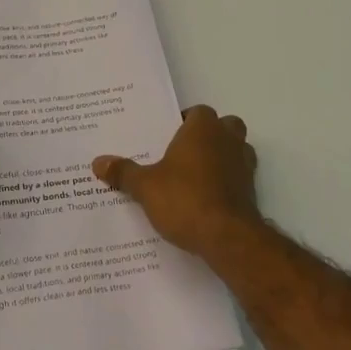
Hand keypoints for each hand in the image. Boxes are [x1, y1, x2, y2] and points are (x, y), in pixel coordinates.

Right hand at [93, 105, 262, 259]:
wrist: (227, 237)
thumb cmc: (184, 199)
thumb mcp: (145, 186)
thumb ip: (123, 172)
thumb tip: (98, 162)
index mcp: (203, 129)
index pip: (198, 112)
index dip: (184, 121)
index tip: (167, 135)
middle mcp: (228, 140)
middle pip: (225, 126)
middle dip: (209, 135)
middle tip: (184, 152)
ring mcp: (245, 165)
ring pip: (237, 150)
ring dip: (222, 157)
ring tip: (196, 175)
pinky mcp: (252, 190)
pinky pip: (239, 177)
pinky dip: (228, 182)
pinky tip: (208, 198)